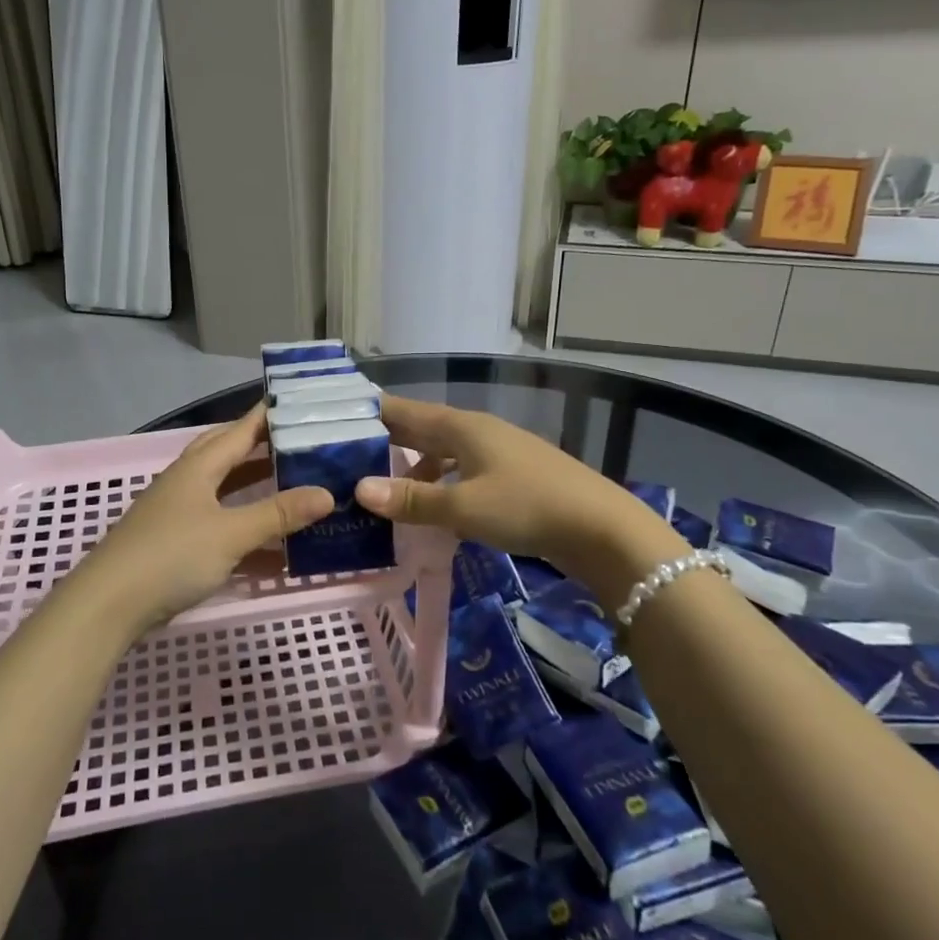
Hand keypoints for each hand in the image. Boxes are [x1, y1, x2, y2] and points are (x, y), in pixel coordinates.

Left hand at [69, 405, 332, 636]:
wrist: (109, 606)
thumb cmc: (171, 556)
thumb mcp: (231, 533)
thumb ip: (278, 513)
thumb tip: (327, 493)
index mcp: (198, 468)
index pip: (239, 431)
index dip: (267, 416)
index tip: (299, 402)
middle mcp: (187, 483)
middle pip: (228, 455)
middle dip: (262, 448)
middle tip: (300, 444)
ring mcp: (178, 514)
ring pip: (225, 493)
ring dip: (257, 491)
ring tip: (295, 487)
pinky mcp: (176, 546)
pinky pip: (220, 529)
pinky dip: (247, 533)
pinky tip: (276, 550)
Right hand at [354, 394, 672, 575]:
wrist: (602, 528)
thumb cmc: (528, 506)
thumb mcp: (464, 506)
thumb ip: (413, 500)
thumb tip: (360, 489)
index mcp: (462, 427)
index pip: (405, 411)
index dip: (372, 414)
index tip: (336, 421)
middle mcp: (478, 431)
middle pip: (423, 429)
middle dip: (388, 440)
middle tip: (349, 456)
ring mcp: (499, 453)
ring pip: (444, 452)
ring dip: (415, 467)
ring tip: (386, 489)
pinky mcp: (513, 477)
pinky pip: (463, 471)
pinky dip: (441, 483)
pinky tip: (435, 508)